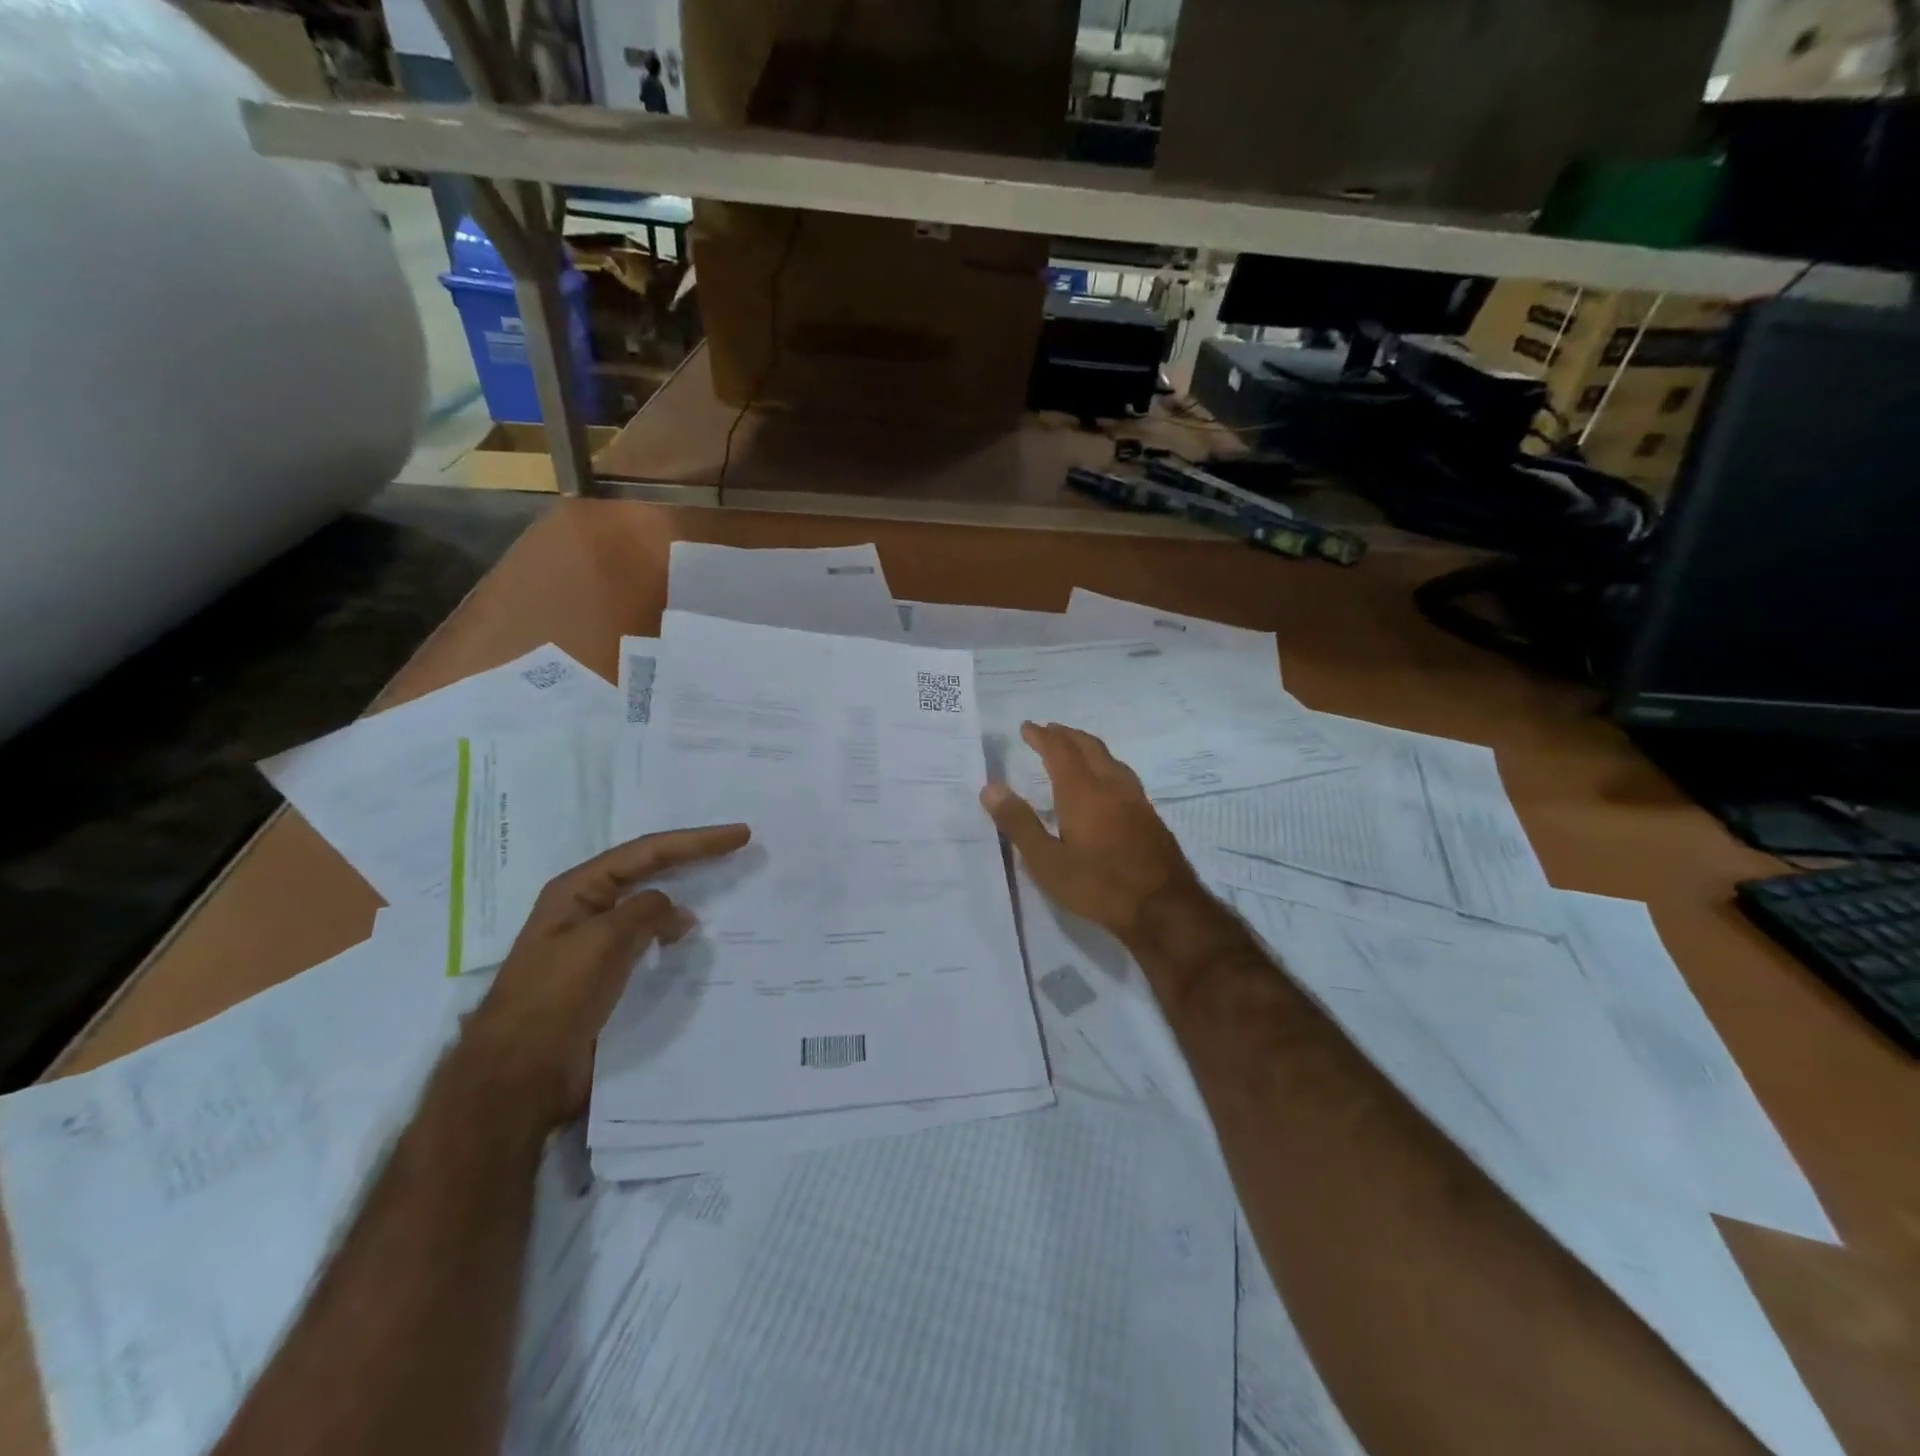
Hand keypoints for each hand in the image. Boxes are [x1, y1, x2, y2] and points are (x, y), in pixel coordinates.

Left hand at [464, 824, 750, 1129]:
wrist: (519, 1074)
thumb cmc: (555, 998)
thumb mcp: (602, 942)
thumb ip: (645, 913)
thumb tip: (680, 913)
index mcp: (577, 889)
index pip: (647, 851)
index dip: (696, 841)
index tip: (740, 835)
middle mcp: (587, 907)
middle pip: (649, 869)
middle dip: (692, 856)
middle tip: (737, 846)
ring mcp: (595, 942)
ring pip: (650, 905)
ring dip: (686, 893)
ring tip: (725, 887)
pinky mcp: (606, 974)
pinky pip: (649, 940)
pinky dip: (675, 933)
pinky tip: (696, 939)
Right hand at [980, 722, 1203, 949]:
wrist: (1164, 908)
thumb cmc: (1097, 885)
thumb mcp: (1047, 862)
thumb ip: (1019, 823)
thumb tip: (991, 788)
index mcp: (1082, 791)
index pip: (1059, 750)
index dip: (1042, 736)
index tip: (1027, 727)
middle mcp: (1111, 785)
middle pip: (1088, 747)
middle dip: (1066, 735)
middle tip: (1049, 730)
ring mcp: (1135, 799)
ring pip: (1110, 759)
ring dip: (1088, 747)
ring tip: (1074, 749)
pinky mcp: (1149, 815)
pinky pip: (1123, 775)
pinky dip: (1105, 765)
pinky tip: (1105, 784)